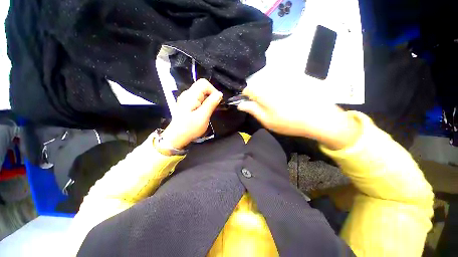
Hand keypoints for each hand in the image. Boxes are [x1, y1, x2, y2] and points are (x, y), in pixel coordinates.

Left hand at [160, 79, 222, 149]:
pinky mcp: (187, 104)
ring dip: (208, 100)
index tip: (217, 101)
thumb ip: (211, 103)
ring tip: (209, 111)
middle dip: (211, 96)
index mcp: (191, 95)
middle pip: (203, 87)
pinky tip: (204, 112)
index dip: (213, 90)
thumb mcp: (203, 116)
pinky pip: (198, 99)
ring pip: (201, 94)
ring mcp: (186, 99)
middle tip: (213, 108)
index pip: (204, 83)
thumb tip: (219, 94)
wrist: (177, 137)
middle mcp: (187, 94)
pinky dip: (204, 103)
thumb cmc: (190, 128)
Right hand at [237, 83, 360, 149]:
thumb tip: (240, 104)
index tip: (250, 104)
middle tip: (266, 108)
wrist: (320, 119)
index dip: (246, 97)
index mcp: (264, 93)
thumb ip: (252, 110)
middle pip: (259, 86)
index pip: (248, 89)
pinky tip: (290, 99)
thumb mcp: (267, 120)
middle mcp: (273, 82)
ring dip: (270, 93)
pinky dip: (282, 89)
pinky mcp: (297, 78)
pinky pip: (283, 82)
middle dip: (258, 95)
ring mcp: (286, 79)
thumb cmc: (289, 122)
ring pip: (270, 84)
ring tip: (279, 105)